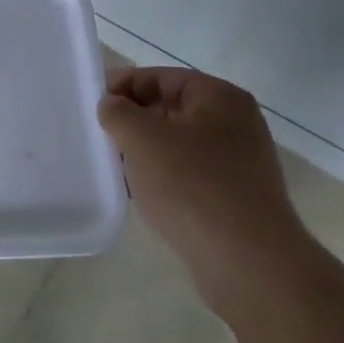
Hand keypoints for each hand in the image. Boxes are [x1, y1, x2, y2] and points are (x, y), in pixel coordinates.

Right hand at [98, 67, 317, 319]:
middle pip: (171, 109)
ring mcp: (239, 164)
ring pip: (178, 145)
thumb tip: (112, 105)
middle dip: (134, 120)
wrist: (250, 265)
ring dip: (146, 152)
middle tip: (100, 135)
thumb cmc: (193, 187)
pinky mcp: (235, 199)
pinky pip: (189, 176)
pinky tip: (141, 195)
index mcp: (220, 98)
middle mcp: (236, 124)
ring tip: (115, 166)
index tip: (93, 104)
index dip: (124, 85)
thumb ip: (118, 112)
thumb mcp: (143, 138)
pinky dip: (163, 178)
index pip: (161, 77)